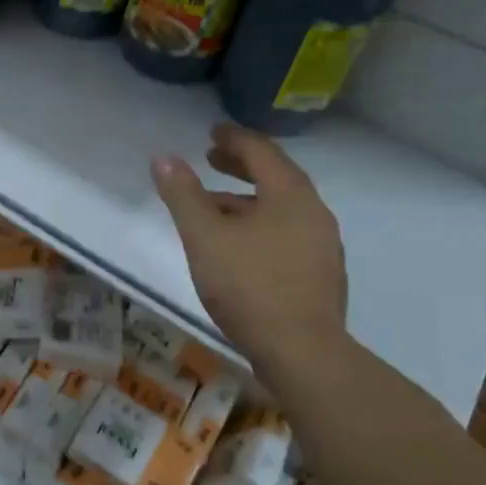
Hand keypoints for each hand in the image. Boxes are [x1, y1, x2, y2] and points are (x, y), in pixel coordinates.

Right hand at [151, 123, 346, 370]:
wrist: (301, 352)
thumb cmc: (249, 285)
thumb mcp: (204, 236)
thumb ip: (183, 195)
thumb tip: (163, 157)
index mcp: (290, 195)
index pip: (261, 152)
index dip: (234, 138)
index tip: (213, 132)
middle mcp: (314, 213)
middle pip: (277, 177)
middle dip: (242, 165)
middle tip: (211, 159)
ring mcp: (322, 246)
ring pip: (281, 208)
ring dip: (248, 199)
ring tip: (214, 207)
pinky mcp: (320, 275)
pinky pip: (287, 233)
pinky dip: (260, 224)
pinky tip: (239, 248)